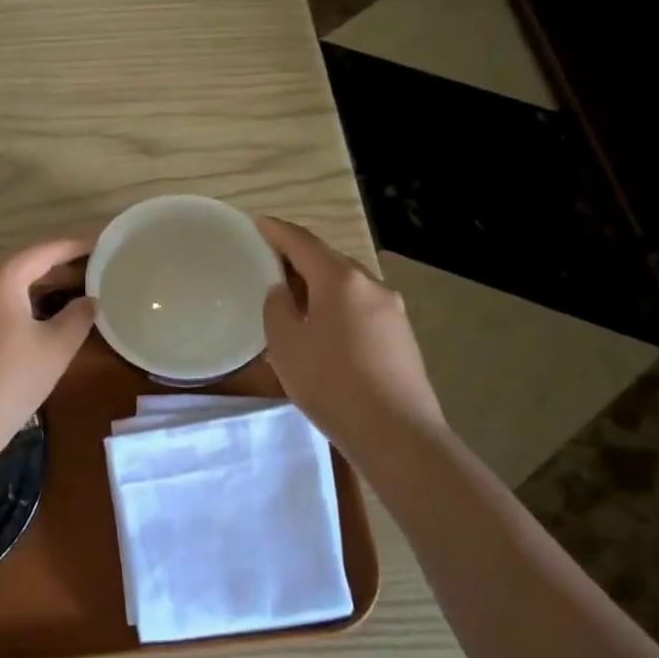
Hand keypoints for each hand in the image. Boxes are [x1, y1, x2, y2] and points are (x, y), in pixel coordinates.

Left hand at [0, 237, 98, 462]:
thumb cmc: (10, 382)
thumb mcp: (56, 348)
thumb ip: (78, 316)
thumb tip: (90, 300)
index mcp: (1, 276)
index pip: (45, 249)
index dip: (76, 246)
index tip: (102, 244)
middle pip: (22, 260)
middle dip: (57, 263)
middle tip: (91, 268)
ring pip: (5, 279)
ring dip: (36, 281)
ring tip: (70, 288)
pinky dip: (16, 297)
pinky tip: (36, 313)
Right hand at [255, 215, 446, 447]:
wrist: (397, 434)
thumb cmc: (331, 383)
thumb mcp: (285, 344)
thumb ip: (277, 308)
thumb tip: (284, 293)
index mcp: (340, 279)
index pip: (302, 242)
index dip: (277, 231)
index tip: (257, 223)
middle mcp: (371, 285)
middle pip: (328, 261)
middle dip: (298, 259)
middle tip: (269, 265)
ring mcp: (392, 311)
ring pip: (346, 286)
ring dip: (318, 287)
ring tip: (293, 301)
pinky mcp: (402, 337)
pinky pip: (360, 309)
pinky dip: (336, 308)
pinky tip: (322, 331)